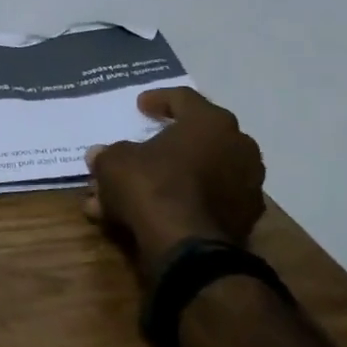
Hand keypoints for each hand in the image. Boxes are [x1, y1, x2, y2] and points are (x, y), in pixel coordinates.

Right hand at [83, 88, 265, 267]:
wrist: (188, 248)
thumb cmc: (152, 185)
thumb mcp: (115, 162)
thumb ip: (108, 154)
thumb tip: (99, 155)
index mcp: (211, 122)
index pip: (184, 98)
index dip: (158, 99)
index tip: (140, 106)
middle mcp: (238, 147)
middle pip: (194, 138)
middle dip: (162, 146)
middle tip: (139, 149)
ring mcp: (247, 186)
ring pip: (198, 174)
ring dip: (167, 179)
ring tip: (133, 192)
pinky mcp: (244, 220)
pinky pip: (205, 201)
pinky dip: (180, 203)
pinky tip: (149, 214)